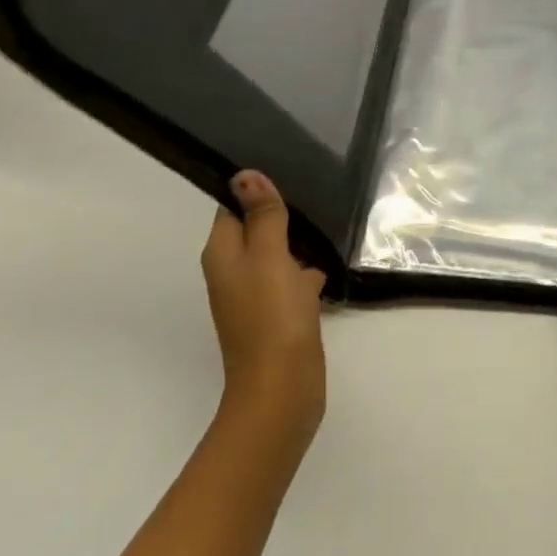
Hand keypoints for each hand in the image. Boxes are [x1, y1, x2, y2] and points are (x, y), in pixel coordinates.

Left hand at [202, 170, 326, 445]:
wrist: (282, 389)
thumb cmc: (271, 316)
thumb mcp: (268, 256)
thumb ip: (262, 215)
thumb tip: (245, 174)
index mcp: (223, 254)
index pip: (231, 207)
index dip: (254, 187)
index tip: (288, 166)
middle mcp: (234, 271)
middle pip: (255, 227)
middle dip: (281, 210)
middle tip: (315, 185)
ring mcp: (258, 294)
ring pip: (277, 252)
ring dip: (298, 238)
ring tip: (329, 215)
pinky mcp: (281, 313)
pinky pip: (293, 277)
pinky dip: (308, 267)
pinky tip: (333, 260)